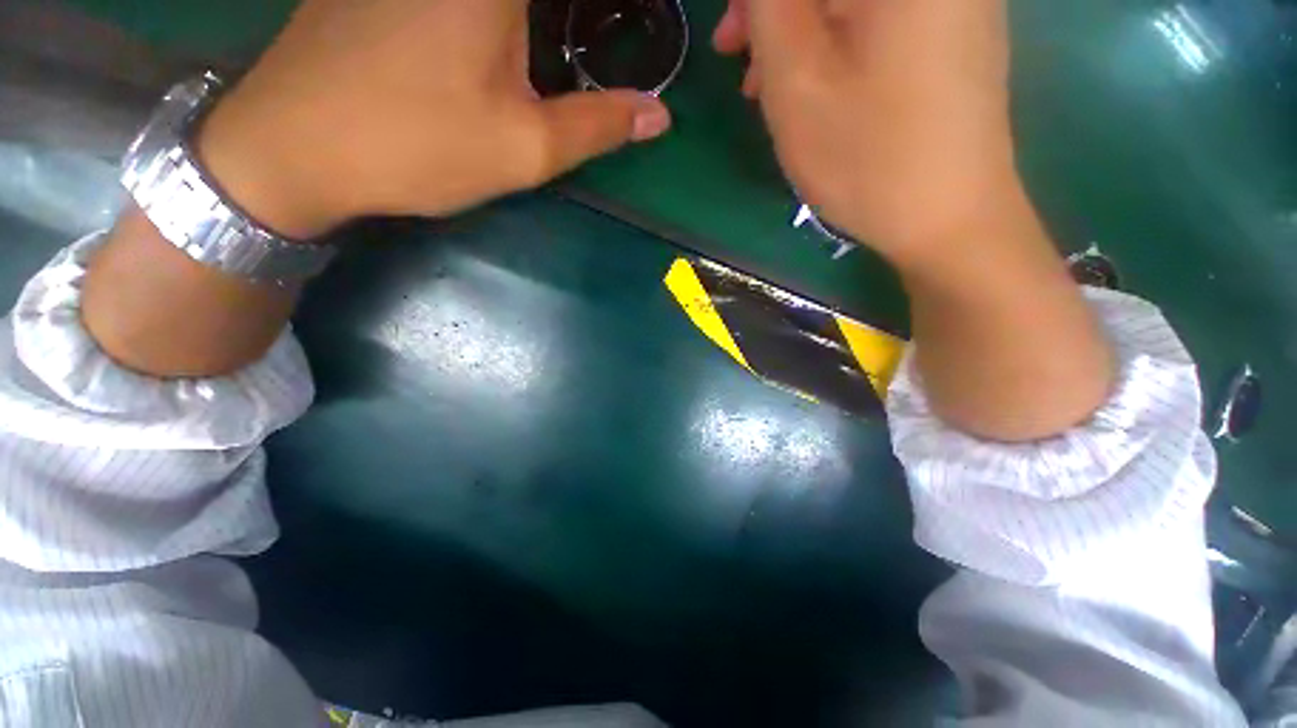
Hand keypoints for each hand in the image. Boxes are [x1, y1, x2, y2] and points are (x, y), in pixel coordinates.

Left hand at [199, 0, 671, 238]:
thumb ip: (598, 125)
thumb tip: (658, 115)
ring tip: (569, 38)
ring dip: (546, 19)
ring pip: (512, 1)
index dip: (621, 6)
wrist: (295, 145)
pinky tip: (515, 34)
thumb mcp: (524, 148)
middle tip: (612, 31)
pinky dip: (505, 17)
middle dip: (579, 19)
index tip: (642, 20)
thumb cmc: (418, 146)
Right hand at [714, 0, 1018, 267]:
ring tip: (761, 80)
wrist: (947, 217)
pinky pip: (876, 16)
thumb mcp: (797, 83)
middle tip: (735, 48)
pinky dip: (832, 37)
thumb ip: (769, 9)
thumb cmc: (867, 156)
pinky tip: (808, 80)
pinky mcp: (951, 31)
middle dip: (776, 6)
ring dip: (798, 24)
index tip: (732, 28)